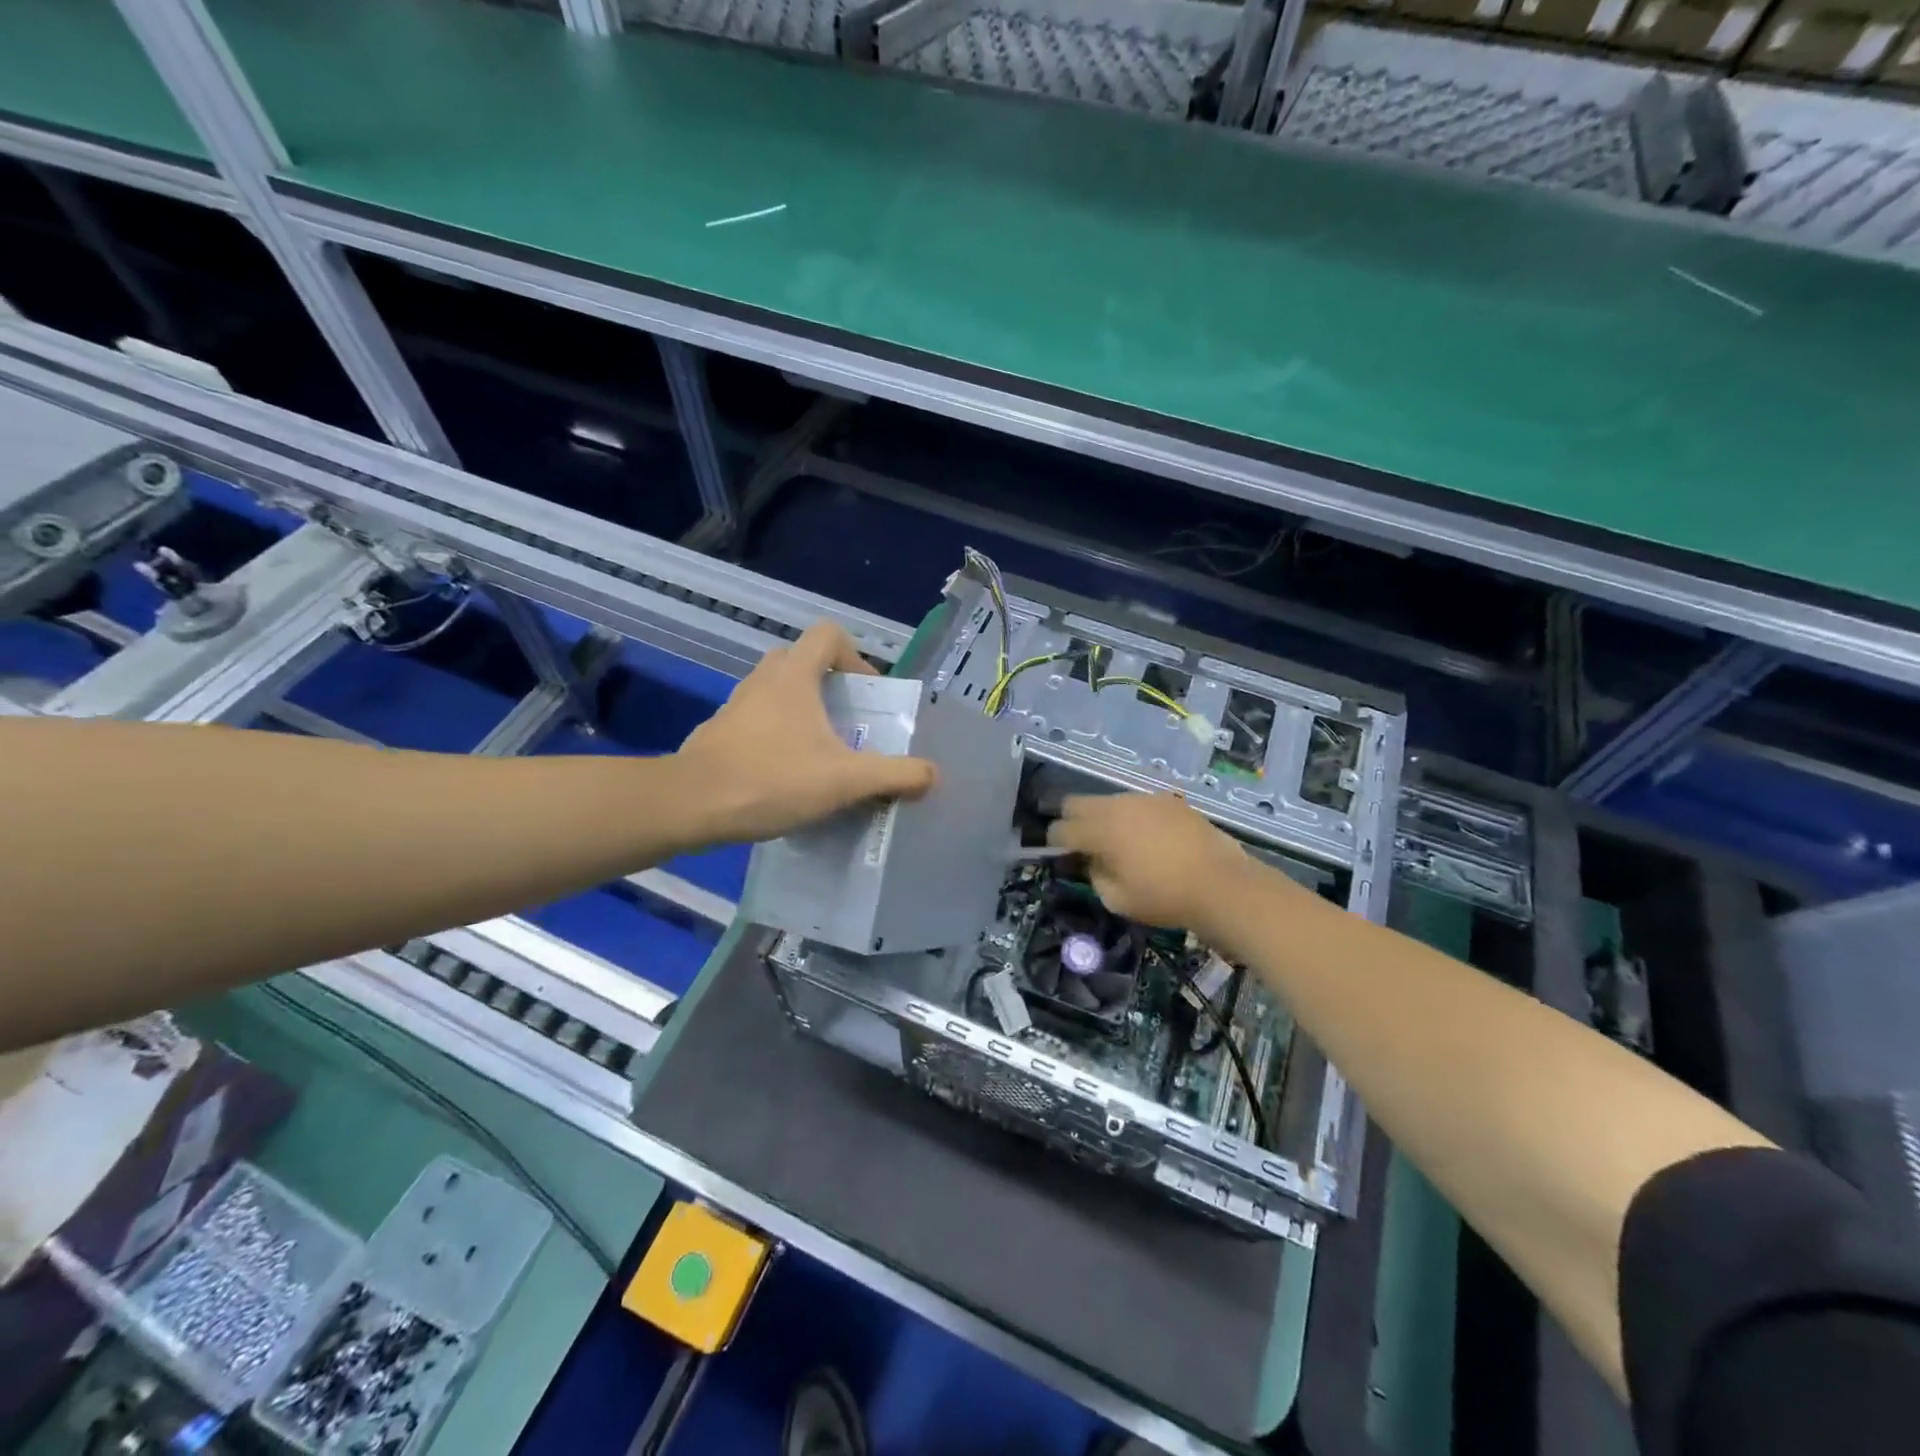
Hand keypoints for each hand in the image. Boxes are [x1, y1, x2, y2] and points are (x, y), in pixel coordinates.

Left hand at [677, 621, 935, 843]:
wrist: (690, 805)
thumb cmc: (771, 779)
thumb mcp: (845, 780)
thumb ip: (894, 775)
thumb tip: (931, 775)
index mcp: (794, 675)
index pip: (828, 635)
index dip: (855, 656)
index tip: (865, 694)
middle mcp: (763, 680)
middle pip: (802, 661)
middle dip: (830, 686)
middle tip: (848, 722)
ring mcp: (736, 706)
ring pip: (777, 693)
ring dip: (803, 713)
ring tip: (823, 754)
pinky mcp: (718, 733)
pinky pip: (757, 721)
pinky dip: (777, 736)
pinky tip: (787, 776)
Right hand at [1047, 792, 1263, 929]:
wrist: (1222, 884)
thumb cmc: (1165, 897)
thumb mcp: (1118, 899)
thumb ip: (1096, 875)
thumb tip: (1093, 861)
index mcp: (1100, 830)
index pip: (1061, 828)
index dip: (1055, 842)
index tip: (1061, 855)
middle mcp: (1117, 806)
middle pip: (1077, 802)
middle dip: (1073, 820)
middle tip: (1084, 844)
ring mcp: (1145, 799)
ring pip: (1109, 800)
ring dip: (1105, 818)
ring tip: (1121, 843)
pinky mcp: (1169, 800)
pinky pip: (1138, 804)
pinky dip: (1133, 818)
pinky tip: (1150, 839)